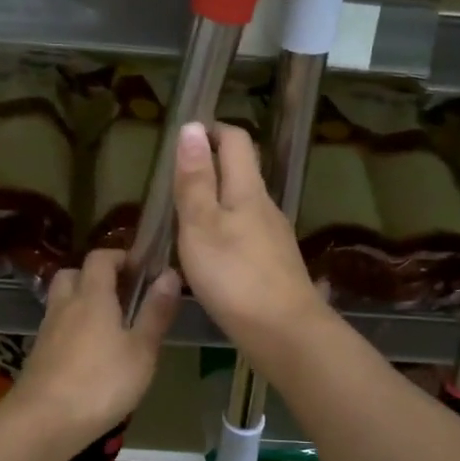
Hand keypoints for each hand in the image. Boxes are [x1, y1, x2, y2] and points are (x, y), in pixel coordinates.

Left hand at [12, 248, 179, 447]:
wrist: (43, 422)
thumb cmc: (101, 383)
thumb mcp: (141, 350)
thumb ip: (155, 312)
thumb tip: (170, 274)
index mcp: (92, 296)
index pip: (100, 257)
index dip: (120, 257)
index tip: (141, 270)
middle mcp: (65, 305)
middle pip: (73, 274)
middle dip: (95, 277)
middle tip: (121, 295)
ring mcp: (47, 331)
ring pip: (62, 302)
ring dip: (82, 303)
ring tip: (109, 327)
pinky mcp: (39, 356)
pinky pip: (57, 328)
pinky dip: (72, 330)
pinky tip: (90, 356)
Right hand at [173, 122, 326, 358]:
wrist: (284, 333)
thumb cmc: (234, 276)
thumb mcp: (201, 225)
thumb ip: (195, 179)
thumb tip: (192, 127)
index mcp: (248, 189)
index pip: (235, 140)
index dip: (211, 131)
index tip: (183, 139)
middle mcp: (266, 206)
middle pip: (241, 171)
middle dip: (211, 166)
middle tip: (175, 181)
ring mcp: (274, 237)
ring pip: (243, 204)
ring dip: (216, 201)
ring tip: (183, 220)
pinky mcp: (274, 264)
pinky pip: (246, 233)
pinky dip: (225, 231)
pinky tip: (209, 256)